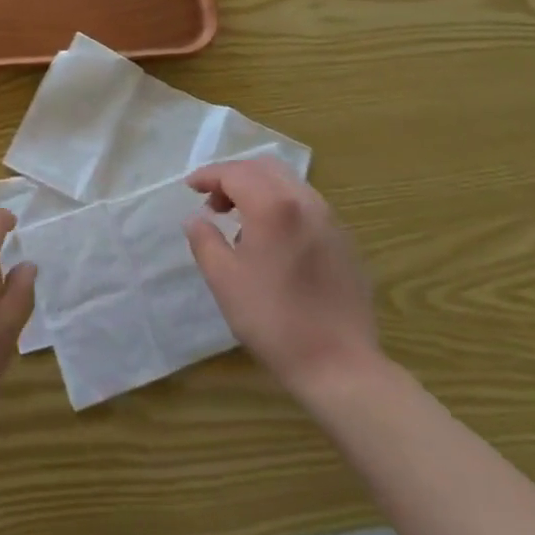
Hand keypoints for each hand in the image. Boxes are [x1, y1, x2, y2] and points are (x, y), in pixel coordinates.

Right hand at [183, 158, 382, 394]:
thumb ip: (204, 240)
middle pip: (264, 168)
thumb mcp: (224, 280)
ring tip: (241, 224)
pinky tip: (273, 241)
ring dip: (259, 190)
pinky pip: (307, 205)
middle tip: (214, 203)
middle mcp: (305, 202)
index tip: (190, 188)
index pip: (234, 172)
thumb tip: (196, 218)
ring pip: (288, 183)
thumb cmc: (274, 320)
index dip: (208, 176)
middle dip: (234, 177)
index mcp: (273, 206)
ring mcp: (330, 220)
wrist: (340, 366)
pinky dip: (282, 206)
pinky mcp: (344, 241)